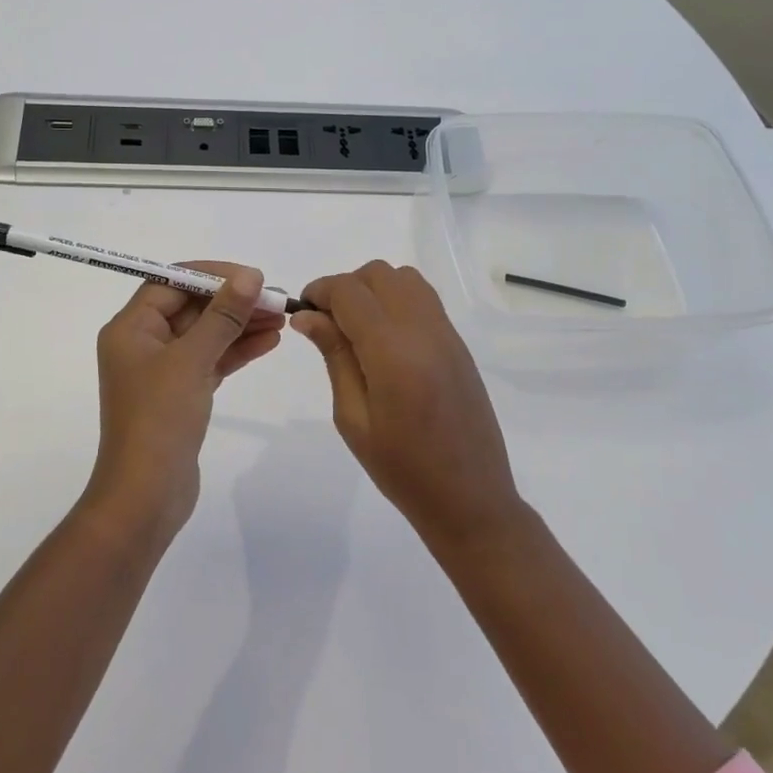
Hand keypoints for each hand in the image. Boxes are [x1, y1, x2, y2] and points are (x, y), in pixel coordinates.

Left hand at [88, 262, 284, 540]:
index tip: (251, 277)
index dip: (212, 276)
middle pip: (191, 308)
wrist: (146, 496)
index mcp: (131, 328)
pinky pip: (210, 361)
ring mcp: (162, 371)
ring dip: (240, 325)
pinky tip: (269, 342)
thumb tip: (249, 277)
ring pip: (205, 335)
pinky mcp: (180, 395)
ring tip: (281, 318)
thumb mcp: (192, 360)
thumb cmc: (159, 419)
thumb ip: (223, 316)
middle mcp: (142, 344)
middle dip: (233, 301)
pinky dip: (236, 351)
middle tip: (275, 299)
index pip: (171, 282)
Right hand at [292, 261, 522, 548]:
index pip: (349, 291)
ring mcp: (447, 334)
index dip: (319, 291)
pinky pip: (424, 300)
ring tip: (358, 329)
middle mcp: (423, 331)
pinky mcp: (459, 344)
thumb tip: (308, 315)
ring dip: (374, 290)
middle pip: (378, 274)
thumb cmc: (402, 469)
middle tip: (328, 324)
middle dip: (346, 287)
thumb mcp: (353, 418)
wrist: (470, 498)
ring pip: (405, 279)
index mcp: (392, 352)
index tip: (303, 312)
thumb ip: (334, 356)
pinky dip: (397, 301)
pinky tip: (386, 340)